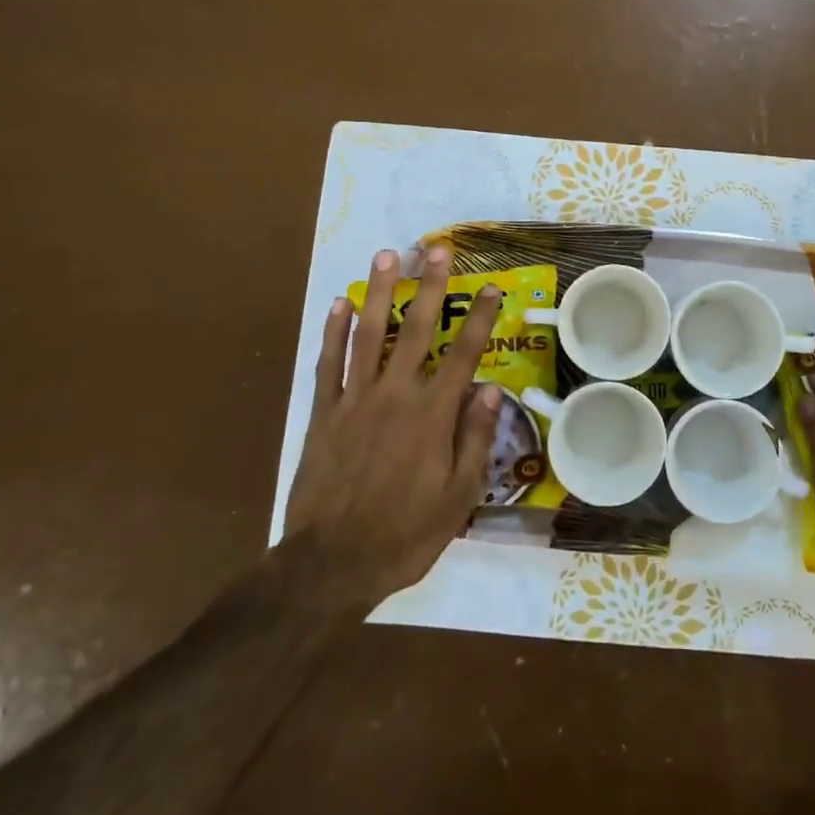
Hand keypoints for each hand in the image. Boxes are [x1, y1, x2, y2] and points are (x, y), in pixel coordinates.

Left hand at [285, 246, 504, 607]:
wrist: (331, 565)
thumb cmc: (404, 535)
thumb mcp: (457, 498)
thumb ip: (474, 439)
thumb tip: (488, 389)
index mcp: (432, 415)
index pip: (463, 354)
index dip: (480, 318)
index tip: (491, 287)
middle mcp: (395, 395)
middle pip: (417, 329)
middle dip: (430, 287)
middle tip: (436, 249)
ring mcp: (354, 400)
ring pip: (369, 334)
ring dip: (379, 292)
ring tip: (386, 256)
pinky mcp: (323, 413)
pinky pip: (328, 364)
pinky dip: (333, 332)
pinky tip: (339, 304)